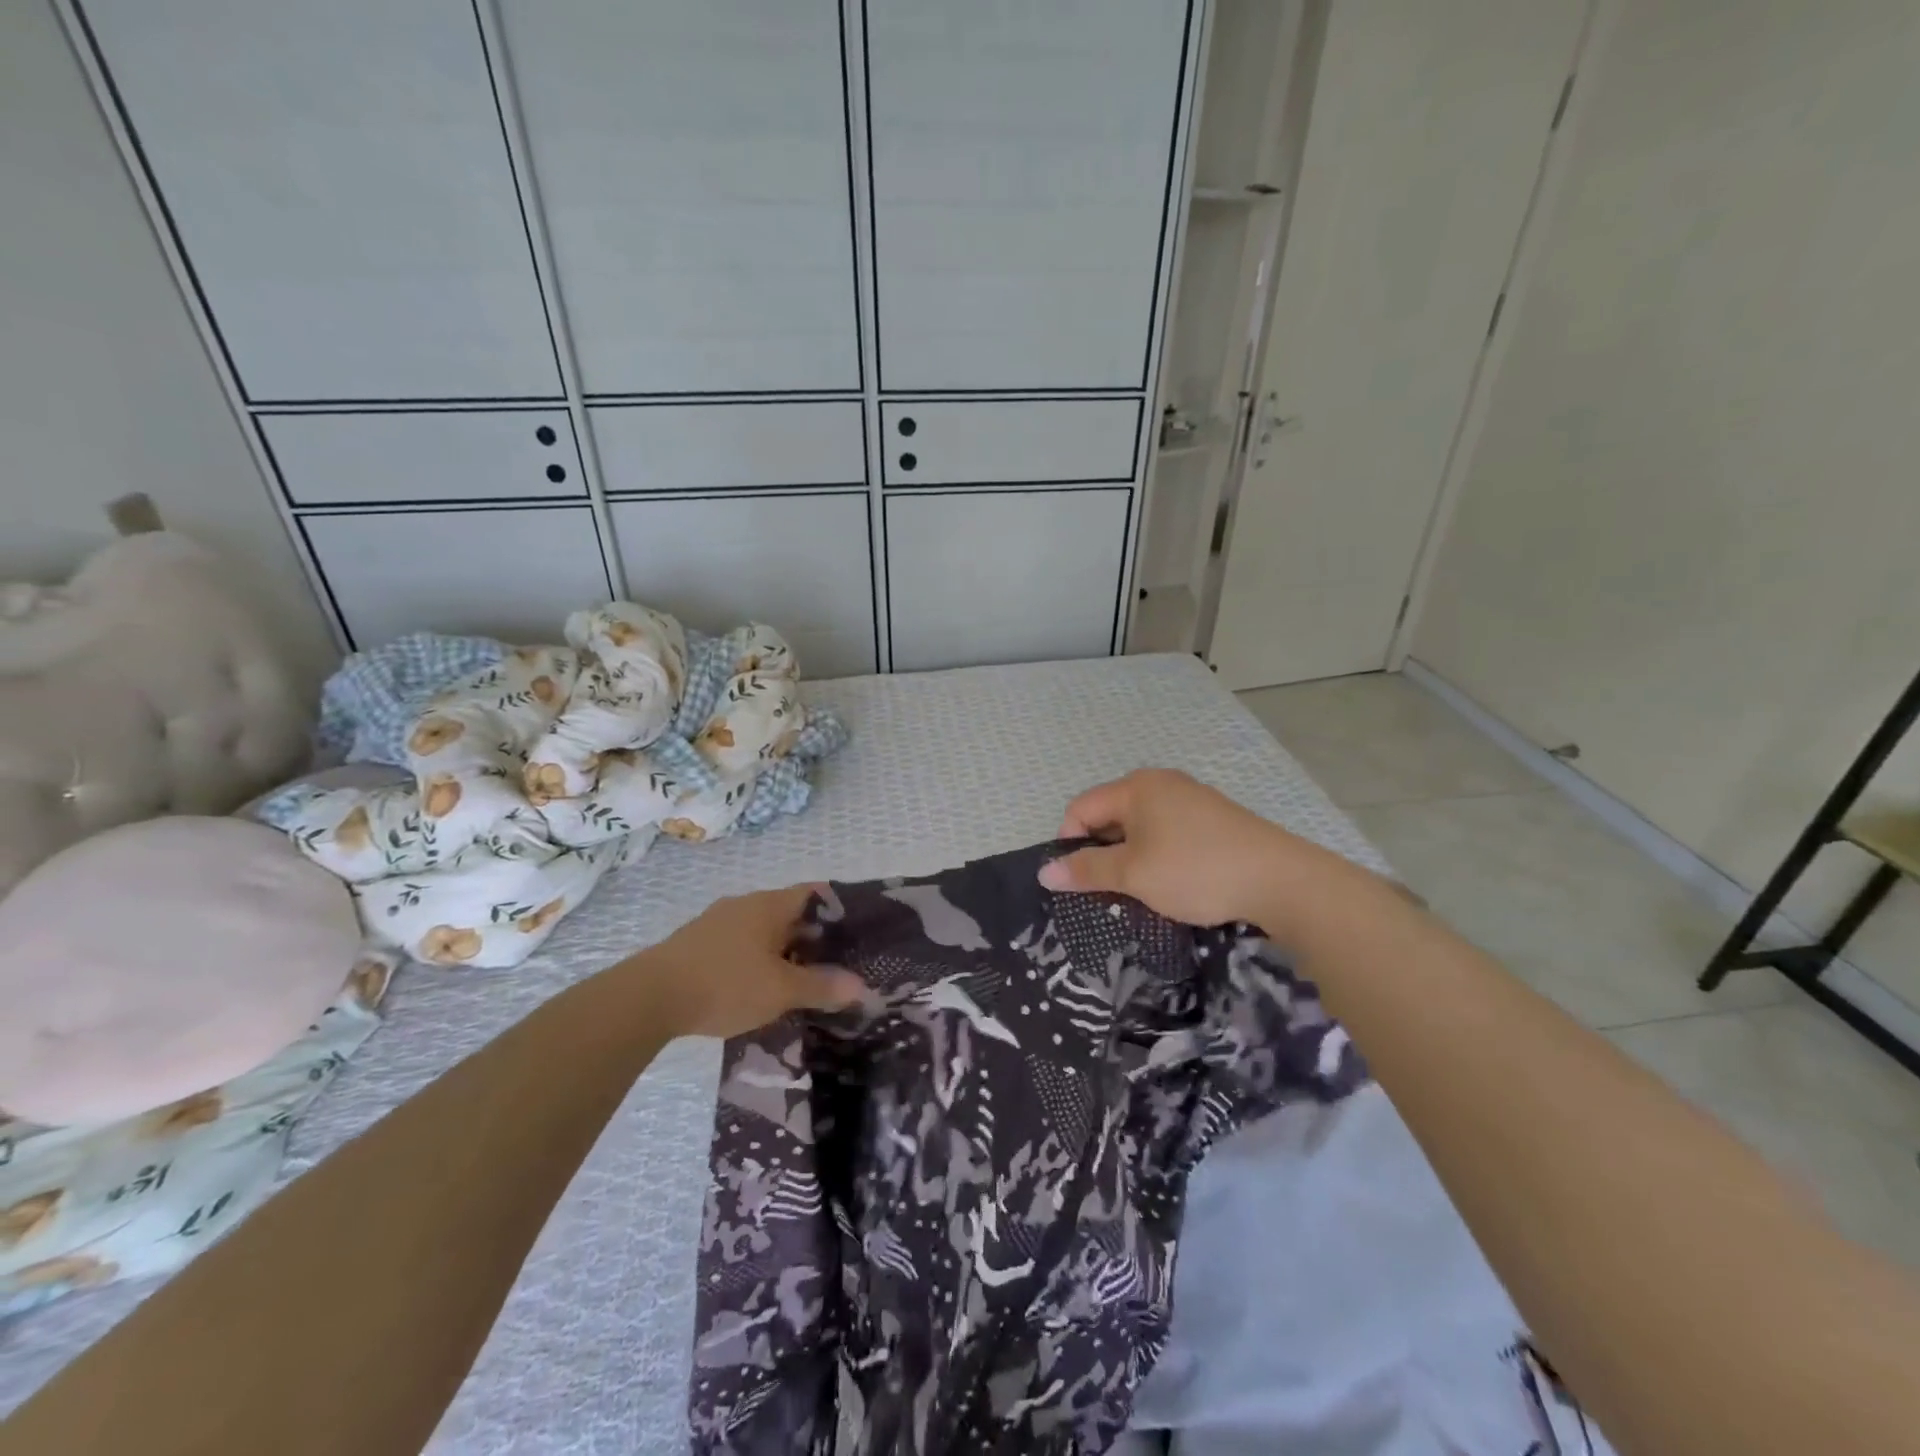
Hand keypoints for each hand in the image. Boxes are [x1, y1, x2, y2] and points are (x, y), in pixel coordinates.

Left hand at [627, 884, 864, 1038]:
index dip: (837, 908)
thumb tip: (862, 987)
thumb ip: (822, 986)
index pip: (814, 893)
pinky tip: (759, 987)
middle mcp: (745, 904)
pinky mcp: (697, 943)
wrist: (648, 997)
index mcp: (770, 905)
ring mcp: (717, 922)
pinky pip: (740, 944)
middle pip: (789, 912)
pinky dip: (757, 959)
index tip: (856, 931)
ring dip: (783, 950)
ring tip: (800, 979)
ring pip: (763, 930)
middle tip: (836, 962)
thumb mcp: (781, 990)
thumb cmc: (725, 983)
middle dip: (813, 935)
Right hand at [1038, 768, 1349, 932]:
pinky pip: (1167, 831)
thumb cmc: (1195, 871)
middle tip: (1105, 890)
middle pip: (1110, 813)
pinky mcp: (1213, 818)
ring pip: (1140, 825)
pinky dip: (1157, 854)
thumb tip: (1044, 872)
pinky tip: (1171, 882)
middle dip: (1100, 851)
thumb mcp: (1133, 874)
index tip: (1077, 881)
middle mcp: (1161, 782)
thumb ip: (1086, 871)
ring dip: (1129, 856)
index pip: (1081, 808)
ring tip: (1138, 890)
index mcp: (1136, 786)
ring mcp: (1191, 798)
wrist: (1280, 880)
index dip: (1069, 843)